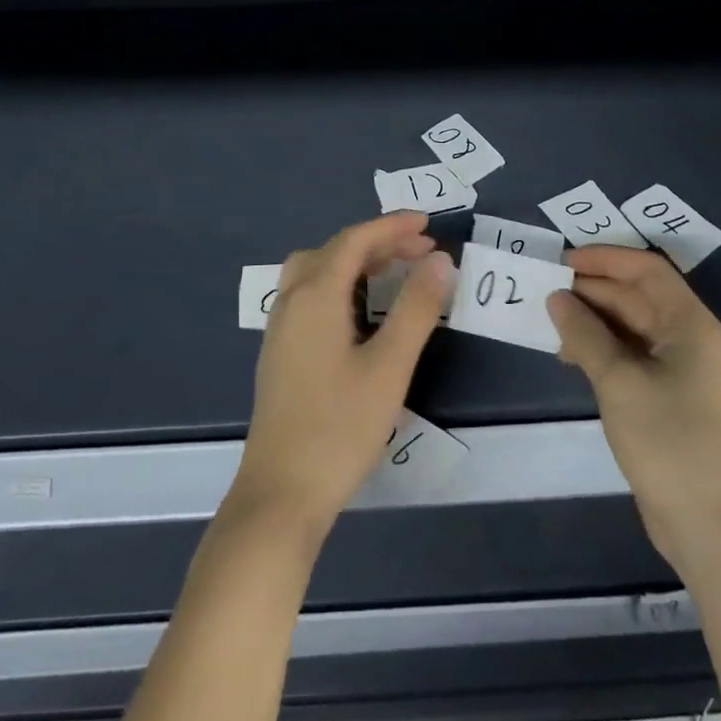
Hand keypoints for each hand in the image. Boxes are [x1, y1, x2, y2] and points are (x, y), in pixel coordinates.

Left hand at [231, 213, 454, 535]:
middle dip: (377, 243)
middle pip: (334, 251)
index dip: (391, 227)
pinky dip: (339, 284)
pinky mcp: (280, 352)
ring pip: (316, 271)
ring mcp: (280, 328)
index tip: (428, 225)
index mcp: (315, 296)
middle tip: (420, 251)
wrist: (280, 494)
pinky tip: (360, 310)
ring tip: (394, 272)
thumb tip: (440, 261)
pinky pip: (309, 295)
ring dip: (355, 261)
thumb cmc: (339, 428)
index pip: (355, 240)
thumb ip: (416, 309)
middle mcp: (291, 301)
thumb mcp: (389, 367)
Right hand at [548, 248, 720, 568]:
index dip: (604, 258)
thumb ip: (584, 334)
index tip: (561, 261)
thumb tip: (556, 297)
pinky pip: (627, 353)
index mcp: (688, 323)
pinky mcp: (664, 395)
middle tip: (543, 290)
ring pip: (628, 325)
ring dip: (590, 318)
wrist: (710, 525)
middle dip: (591, 289)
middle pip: (635, 295)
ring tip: (548, 323)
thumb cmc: (669, 441)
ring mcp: (677, 368)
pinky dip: (598, 347)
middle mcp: (686, 337)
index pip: (646, 269)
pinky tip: (568, 356)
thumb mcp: (619, 381)